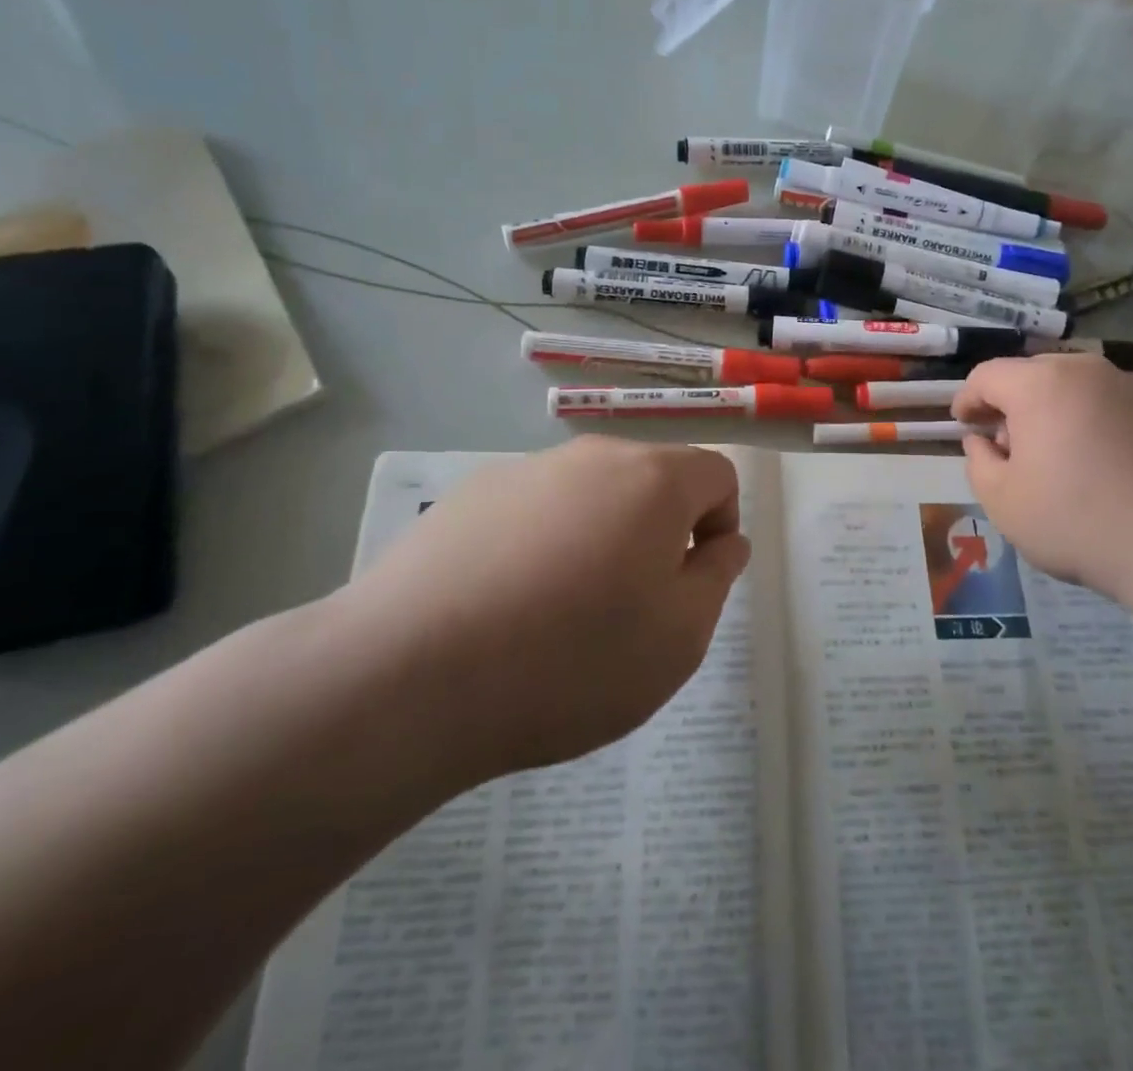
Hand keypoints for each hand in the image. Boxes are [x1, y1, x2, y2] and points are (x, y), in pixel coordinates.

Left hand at [341, 437, 750, 778]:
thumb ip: (717, 577)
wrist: (408, 676)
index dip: (720, 527)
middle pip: (650, 482)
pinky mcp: (469, 497)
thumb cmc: (571, 659)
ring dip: (598, 540)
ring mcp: (525, 472)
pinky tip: (505, 607)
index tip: (691, 584)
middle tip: (631, 608)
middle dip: (658, 535)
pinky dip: (541, 547)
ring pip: (590, 498)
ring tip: (562, 616)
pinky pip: (533, 513)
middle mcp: (591, 457)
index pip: (717, 475)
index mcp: (653, 479)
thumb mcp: (680, 637)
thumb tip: (724, 541)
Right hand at [953, 353, 1132, 606]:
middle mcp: (1086, 370)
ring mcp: (1132, 386)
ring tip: (1054, 454)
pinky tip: (1098, 463)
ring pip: (1075, 387)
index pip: (987, 375)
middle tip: (1006, 445)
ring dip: (1053, 411)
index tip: (963, 424)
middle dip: (1011, 404)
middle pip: (1032, 375)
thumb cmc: (1076, 521)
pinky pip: (1111, 405)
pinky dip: (1092, 422)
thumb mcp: (1002, 501)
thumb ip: (978, 462)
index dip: (967, 399)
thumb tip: (983, 441)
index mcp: (1040, 384)